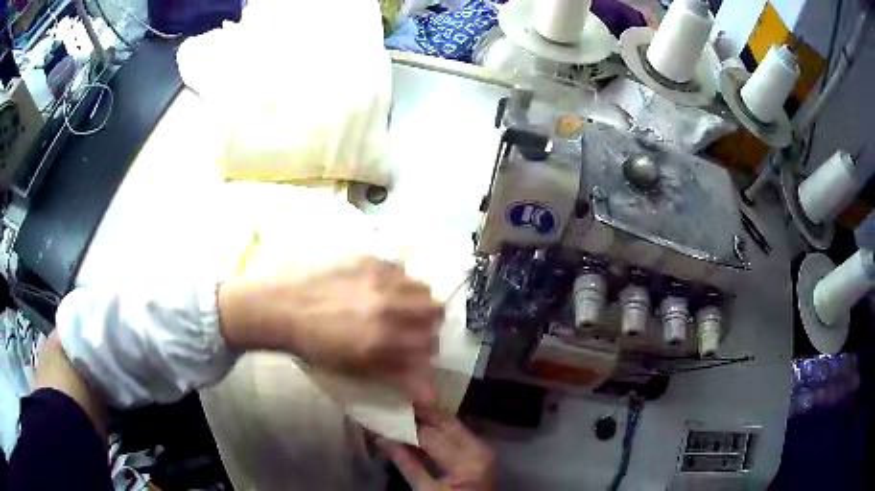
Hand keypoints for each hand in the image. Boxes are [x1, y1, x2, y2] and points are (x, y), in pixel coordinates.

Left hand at [217, 256, 443, 401]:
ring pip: (421, 287)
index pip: (431, 343)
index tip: (415, 349)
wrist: (281, 307)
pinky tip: (376, 286)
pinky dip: (397, 280)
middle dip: (428, 321)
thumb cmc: (315, 345)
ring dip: (415, 298)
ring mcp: (380, 278)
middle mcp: (389, 306)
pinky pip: (400, 268)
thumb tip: (433, 397)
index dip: (427, 349)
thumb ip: (397, 378)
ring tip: (395, 303)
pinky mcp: (369, 258)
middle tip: (409, 325)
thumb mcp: (356, 368)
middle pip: (436, 310)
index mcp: (384, 339)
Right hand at [379, 407, 495, 490]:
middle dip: (419, 413)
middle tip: (395, 403)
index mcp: (467, 460)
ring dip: (428, 419)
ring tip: (403, 412)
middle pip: (445, 423)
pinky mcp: (480, 451)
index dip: (406, 425)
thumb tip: (382, 440)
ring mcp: (482, 448)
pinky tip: (419, 427)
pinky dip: (438, 430)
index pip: (430, 436)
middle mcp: (479, 448)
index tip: (385, 414)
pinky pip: (457, 434)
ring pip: (451, 425)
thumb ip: (406, 464)